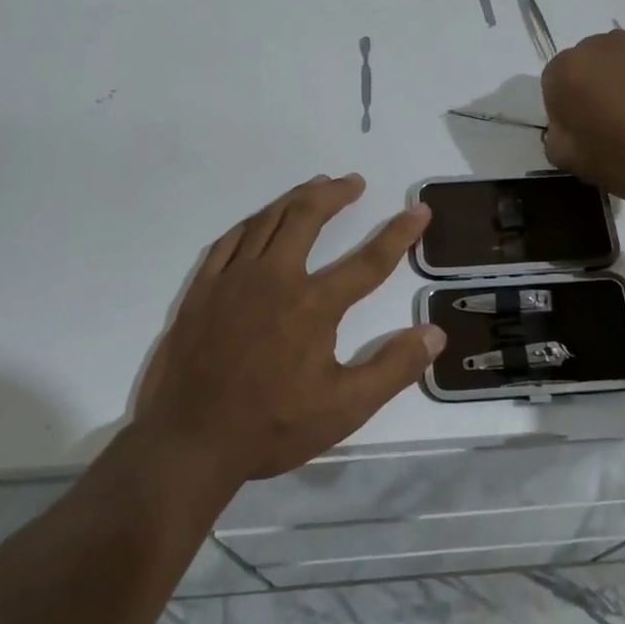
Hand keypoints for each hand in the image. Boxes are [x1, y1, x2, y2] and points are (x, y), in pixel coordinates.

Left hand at [131, 174, 445, 488]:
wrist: (190, 440)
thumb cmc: (272, 426)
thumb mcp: (345, 408)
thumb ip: (393, 368)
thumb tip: (435, 332)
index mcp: (313, 305)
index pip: (368, 261)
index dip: (398, 234)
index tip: (419, 211)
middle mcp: (274, 278)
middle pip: (308, 217)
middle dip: (335, 194)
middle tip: (353, 183)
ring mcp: (233, 279)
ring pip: (268, 220)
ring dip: (295, 198)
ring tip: (315, 187)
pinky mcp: (203, 288)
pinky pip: (230, 240)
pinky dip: (253, 223)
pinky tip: (261, 221)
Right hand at [541, 30, 624, 212]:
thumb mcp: (575, 163)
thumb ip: (557, 139)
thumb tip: (567, 128)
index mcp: (566, 71)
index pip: (551, 87)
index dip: (564, 114)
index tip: (582, 137)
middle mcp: (597, 46)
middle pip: (583, 68)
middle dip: (589, 92)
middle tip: (608, 128)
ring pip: (614, 65)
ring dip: (618, 85)